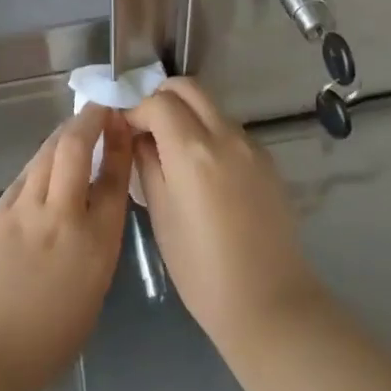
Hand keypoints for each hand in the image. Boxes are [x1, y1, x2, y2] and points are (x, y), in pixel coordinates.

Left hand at [0, 105, 130, 390]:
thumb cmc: (45, 345)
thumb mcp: (90, 297)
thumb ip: (95, 251)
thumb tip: (91, 219)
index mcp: (95, 246)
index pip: (114, 181)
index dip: (120, 147)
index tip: (123, 125)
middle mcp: (61, 217)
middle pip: (75, 150)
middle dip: (89, 121)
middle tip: (100, 109)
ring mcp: (23, 210)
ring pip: (46, 155)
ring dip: (63, 134)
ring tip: (76, 125)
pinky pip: (24, 176)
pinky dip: (39, 162)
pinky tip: (44, 160)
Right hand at [126, 79, 322, 348]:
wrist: (269, 302)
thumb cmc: (201, 267)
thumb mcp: (160, 214)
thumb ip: (146, 163)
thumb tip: (137, 136)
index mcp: (193, 150)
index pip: (157, 101)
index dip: (134, 109)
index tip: (121, 128)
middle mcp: (226, 136)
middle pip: (188, 88)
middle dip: (160, 98)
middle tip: (144, 127)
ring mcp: (251, 146)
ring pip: (210, 106)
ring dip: (185, 114)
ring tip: (169, 150)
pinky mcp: (267, 161)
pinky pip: (229, 129)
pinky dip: (207, 132)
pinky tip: (199, 169)